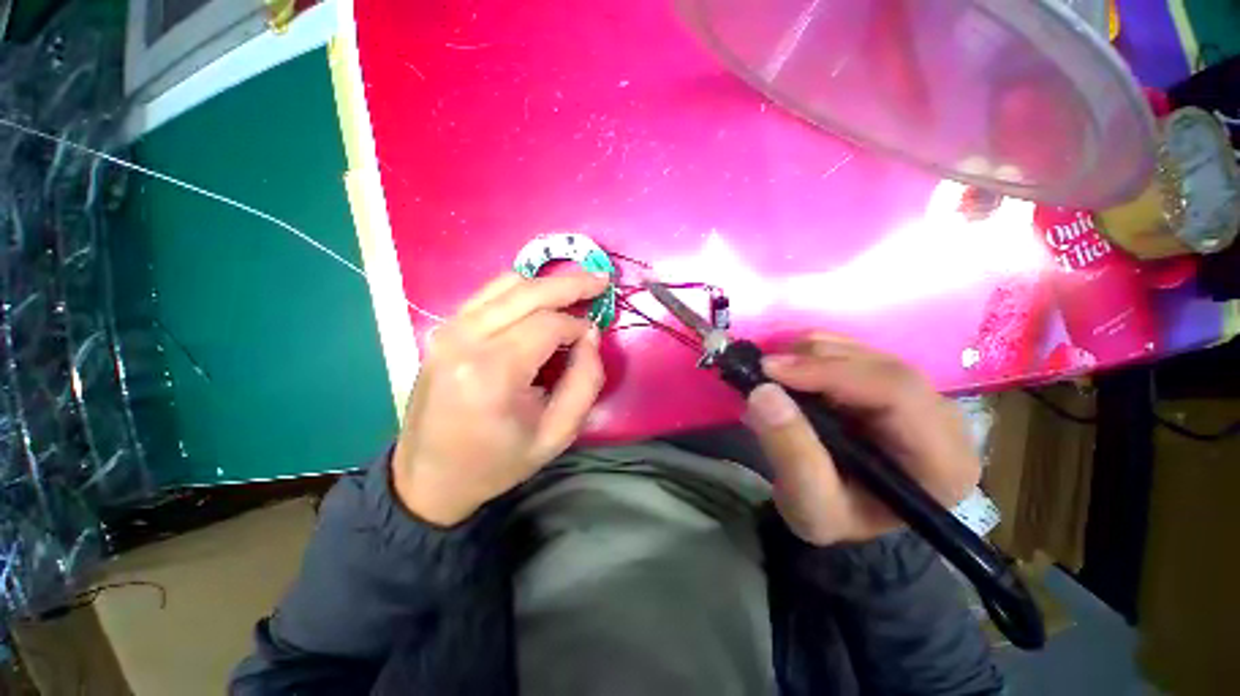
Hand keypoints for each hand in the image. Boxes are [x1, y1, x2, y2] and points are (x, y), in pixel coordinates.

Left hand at [392, 271, 608, 526]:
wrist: (429, 478)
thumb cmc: (497, 462)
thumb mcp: (557, 435)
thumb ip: (585, 382)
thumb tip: (590, 335)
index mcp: (492, 371)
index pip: (548, 325)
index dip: (578, 325)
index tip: (593, 336)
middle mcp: (464, 339)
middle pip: (528, 291)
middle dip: (571, 283)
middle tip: (601, 280)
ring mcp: (448, 330)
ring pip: (507, 284)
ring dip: (546, 284)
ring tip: (576, 289)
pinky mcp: (443, 330)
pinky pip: (489, 295)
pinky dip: (521, 290)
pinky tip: (541, 300)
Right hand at [745, 333, 979, 545]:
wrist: (845, 511)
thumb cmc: (836, 517)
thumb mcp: (809, 506)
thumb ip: (791, 453)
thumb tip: (763, 392)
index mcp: (942, 461)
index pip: (897, 394)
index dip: (831, 373)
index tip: (771, 371)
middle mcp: (944, 420)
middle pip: (883, 367)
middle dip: (817, 361)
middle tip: (765, 367)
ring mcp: (921, 396)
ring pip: (867, 353)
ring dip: (813, 355)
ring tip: (774, 373)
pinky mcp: (894, 383)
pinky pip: (856, 352)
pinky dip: (816, 354)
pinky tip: (793, 371)